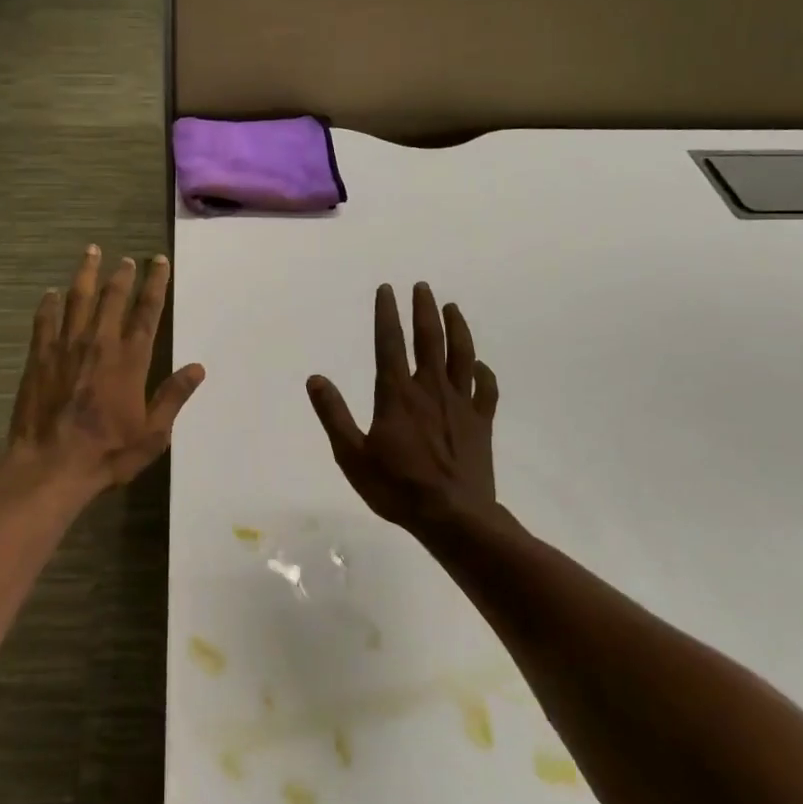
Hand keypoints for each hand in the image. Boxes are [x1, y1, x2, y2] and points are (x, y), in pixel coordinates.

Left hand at [5, 245, 205, 501]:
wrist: (51, 466)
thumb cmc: (107, 453)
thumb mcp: (153, 434)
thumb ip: (173, 397)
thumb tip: (198, 368)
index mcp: (131, 359)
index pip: (147, 311)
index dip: (155, 283)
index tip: (158, 262)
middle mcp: (100, 343)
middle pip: (113, 297)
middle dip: (122, 274)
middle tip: (127, 259)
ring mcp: (67, 347)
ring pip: (78, 299)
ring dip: (86, 274)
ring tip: (92, 252)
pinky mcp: (40, 357)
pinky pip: (45, 320)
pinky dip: (49, 304)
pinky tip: (51, 292)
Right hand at [307, 283, 499, 531]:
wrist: (454, 517)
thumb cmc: (397, 487)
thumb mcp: (352, 455)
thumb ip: (334, 415)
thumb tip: (315, 379)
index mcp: (397, 394)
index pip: (389, 343)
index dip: (387, 313)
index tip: (387, 289)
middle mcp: (430, 389)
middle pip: (429, 340)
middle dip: (424, 310)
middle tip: (423, 286)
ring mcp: (461, 404)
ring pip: (461, 355)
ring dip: (457, 329)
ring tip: (452, 308)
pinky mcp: (482, 423)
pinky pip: (487, 390)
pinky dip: (484, 373)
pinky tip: (479, 366)